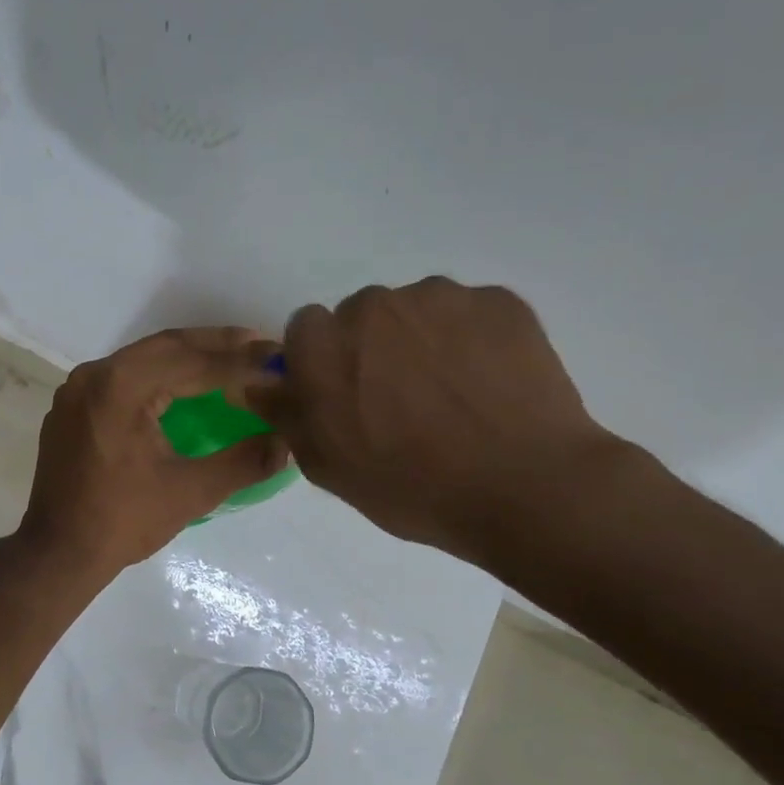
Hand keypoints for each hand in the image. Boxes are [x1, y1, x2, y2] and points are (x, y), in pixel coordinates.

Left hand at [19, 328, 290, 579]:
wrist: (58, 552)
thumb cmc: (123, 522)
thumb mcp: (191, 492)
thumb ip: (243, 462)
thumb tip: (286, 442)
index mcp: (120, 387)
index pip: (192, 361)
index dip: (240, 362)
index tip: (278, 360)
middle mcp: (94, 375)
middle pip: (166, 347)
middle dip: (216, 346)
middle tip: (262, 347)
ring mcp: (77, 390)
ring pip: (142, 359)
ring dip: (187, 357)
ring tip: (231, 360)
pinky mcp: (71, 408)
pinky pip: (121, 377)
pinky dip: (157, 375)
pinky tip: (183, 386)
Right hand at [244, 279, 620, 570]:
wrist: (524, 487)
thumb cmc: (411, 487)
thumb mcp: (328, 466)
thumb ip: (286, 415)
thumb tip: (259, 383)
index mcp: (324, 346)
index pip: (305, 330)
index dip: (322, 362)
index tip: (344, 396)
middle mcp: (374, 306)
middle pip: (361, 315)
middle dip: (371, 347)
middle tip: (401, 399)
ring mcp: (441, 298)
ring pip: (416, 309)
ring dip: (421, 339)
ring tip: (452, 393)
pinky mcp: (499, 300)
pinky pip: (469, 313)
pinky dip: (471, 340)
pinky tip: (488, 385)